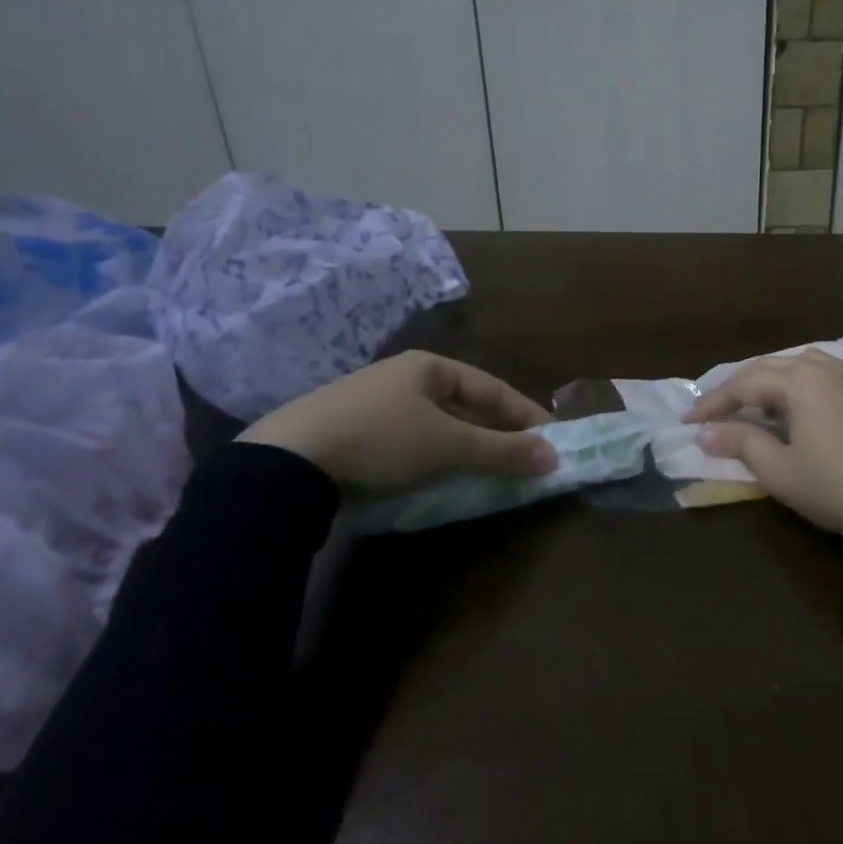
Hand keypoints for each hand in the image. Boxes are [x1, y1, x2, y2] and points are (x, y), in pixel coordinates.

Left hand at [237, 351, 556, 490]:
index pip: (492, 387)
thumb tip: (554, 456)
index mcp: (429, 367)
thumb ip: (501, 450)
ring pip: (437, 425)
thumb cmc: (381, 438)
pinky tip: (439, 477)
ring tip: (490, 472)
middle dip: (496, 433)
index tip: (553, 438)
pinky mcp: (353, 433)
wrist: (288, 461)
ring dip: (466, 447)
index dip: (525, 413)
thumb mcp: (448, 445)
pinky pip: (410, 441)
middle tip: (525, 459)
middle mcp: (404, 378)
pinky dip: (434, 458)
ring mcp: (375, 404)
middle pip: (465, 405)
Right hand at [685, 350, 842, 551]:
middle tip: (718, 411)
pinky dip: (804, 388)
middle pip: (773, 367)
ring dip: (774, 382)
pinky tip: (805, 412)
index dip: (714, 403)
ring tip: (759, 405)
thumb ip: (741, 444)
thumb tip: (707, 432)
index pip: (745, 384)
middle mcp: (827, 370)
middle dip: (741, 388)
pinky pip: (830, 379)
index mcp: (800, 381)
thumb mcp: (781, 471)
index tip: (689, 422)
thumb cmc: (839, 487)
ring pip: (805, 366)